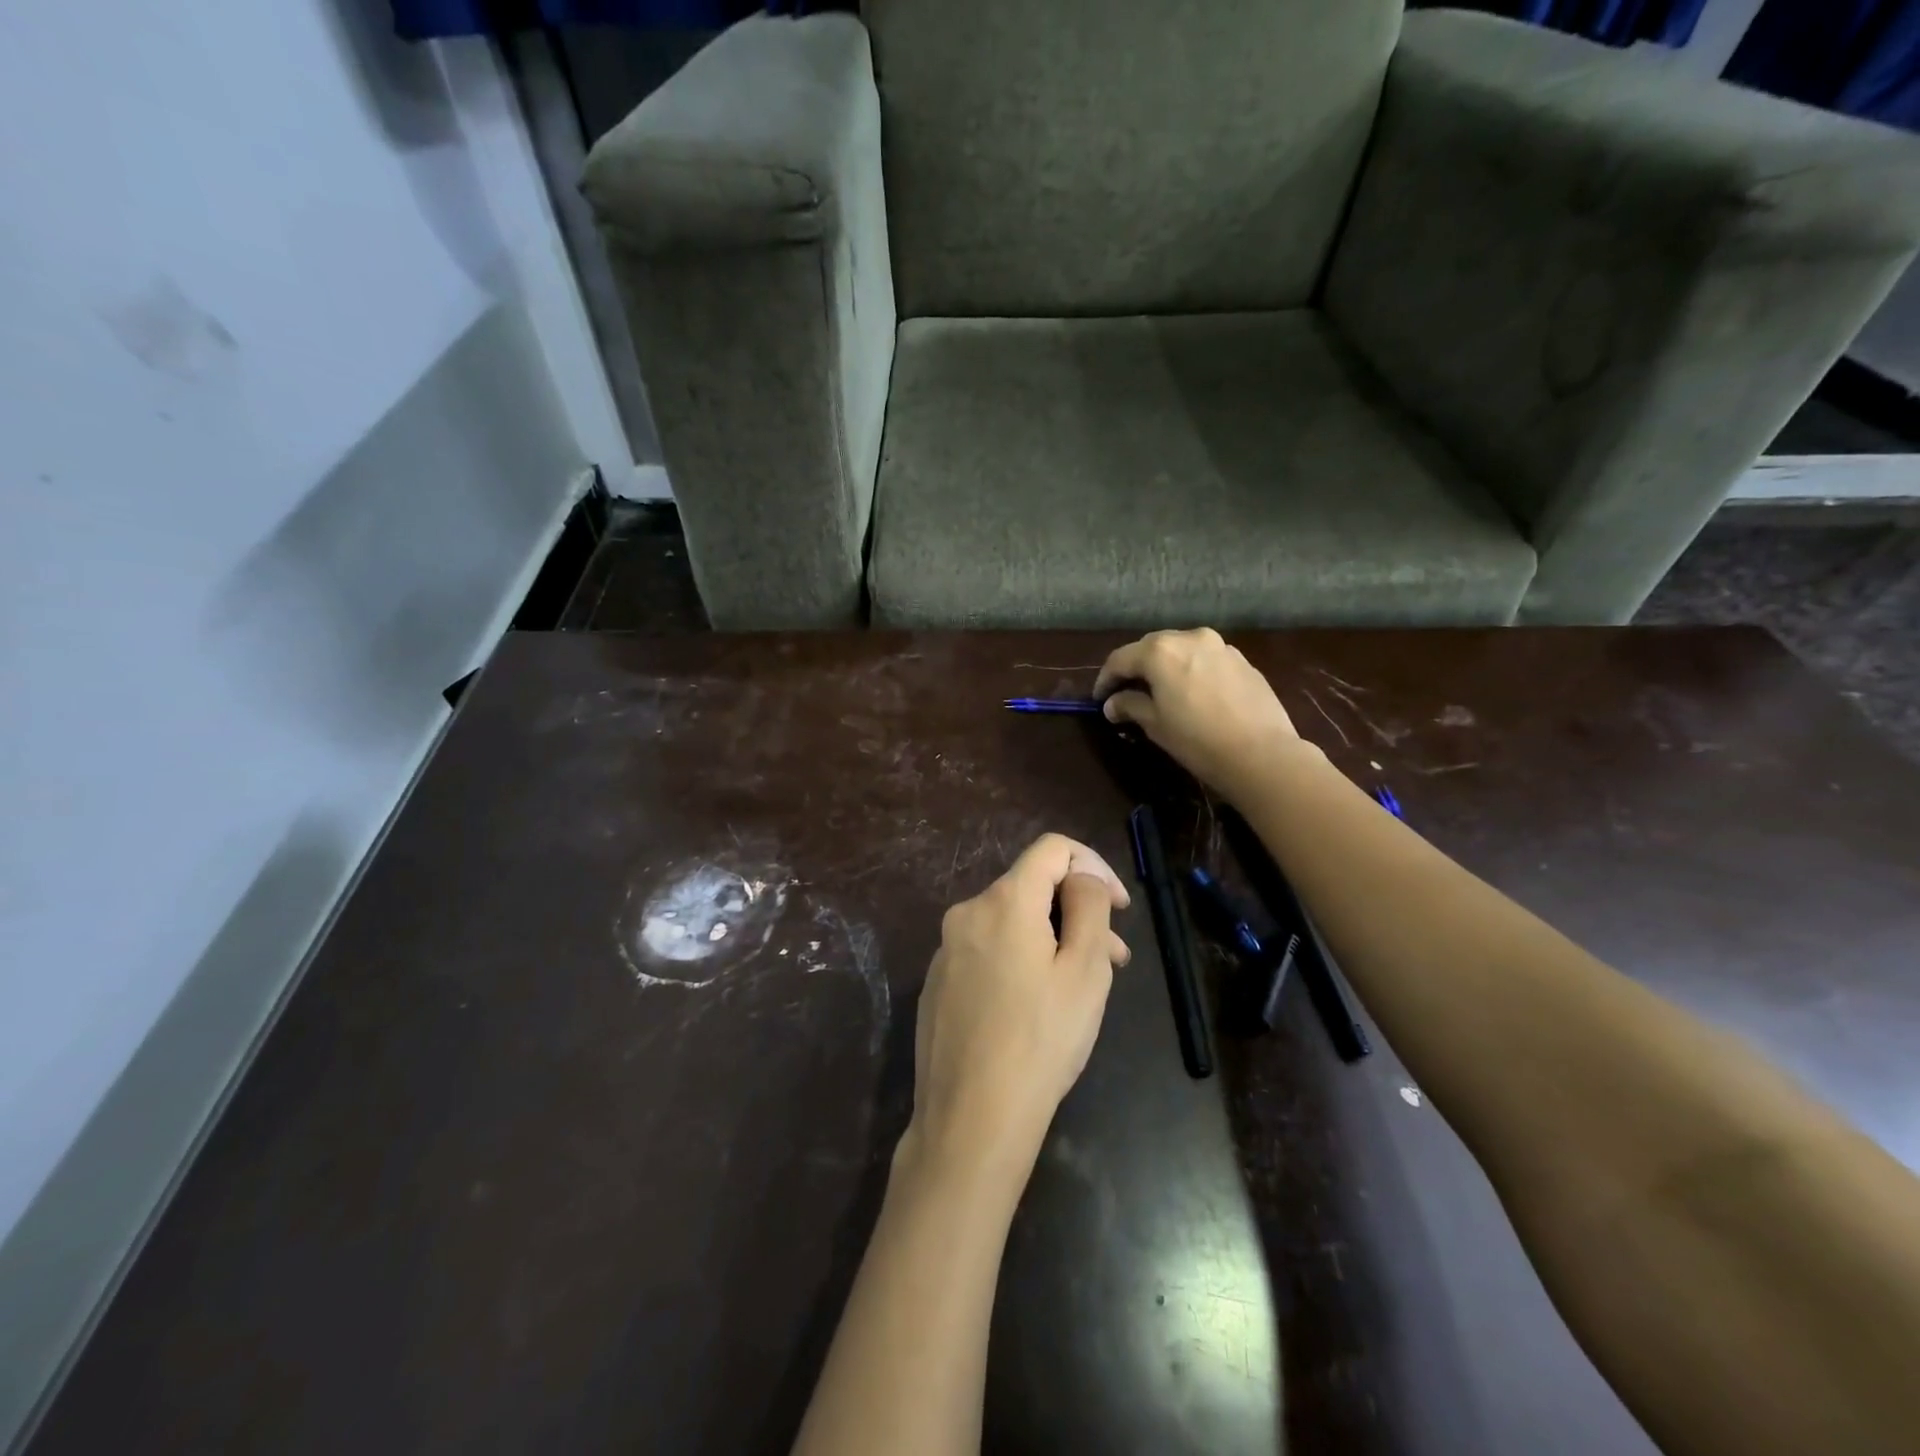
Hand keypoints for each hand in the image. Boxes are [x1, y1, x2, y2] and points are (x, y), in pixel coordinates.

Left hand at [907, 835, 1130, 1177]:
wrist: (970, 1120)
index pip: (1052, 848)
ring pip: (1011, 924)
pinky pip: (988, 952)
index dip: (1094, 865)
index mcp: (1003, 901)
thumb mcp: (1085, 970)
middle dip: (1078, 911)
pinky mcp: (938, 983)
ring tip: (1083, 988)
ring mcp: (946, 950)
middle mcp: (967, 913)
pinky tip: (1036, 1008)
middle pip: (1032, 888)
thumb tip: (1083, 876)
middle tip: (1116, 959)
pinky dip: (1020, 961)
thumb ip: (1089, 906)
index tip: (1120, 907)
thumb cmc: (1041, 1040)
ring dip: (1052, 940)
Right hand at [1094, 628, 1302, 797]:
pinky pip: (1206, 660)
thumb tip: (1112, 704)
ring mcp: (1220, 646)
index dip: (1105, 679)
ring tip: (1160, 692)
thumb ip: (1130, 706)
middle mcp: (1189, 638)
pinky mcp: (1243, 661)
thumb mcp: (1155, 725)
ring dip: (1165, 667)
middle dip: (1136, 668)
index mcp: (1160, 651)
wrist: (1261, 754)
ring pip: (1181, 650)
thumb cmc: (1197, 740)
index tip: (1099, 699)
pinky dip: (1191, 671)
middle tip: (1126, 692)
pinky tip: (1192, 694)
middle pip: (1151, 648)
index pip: (1120, 659)